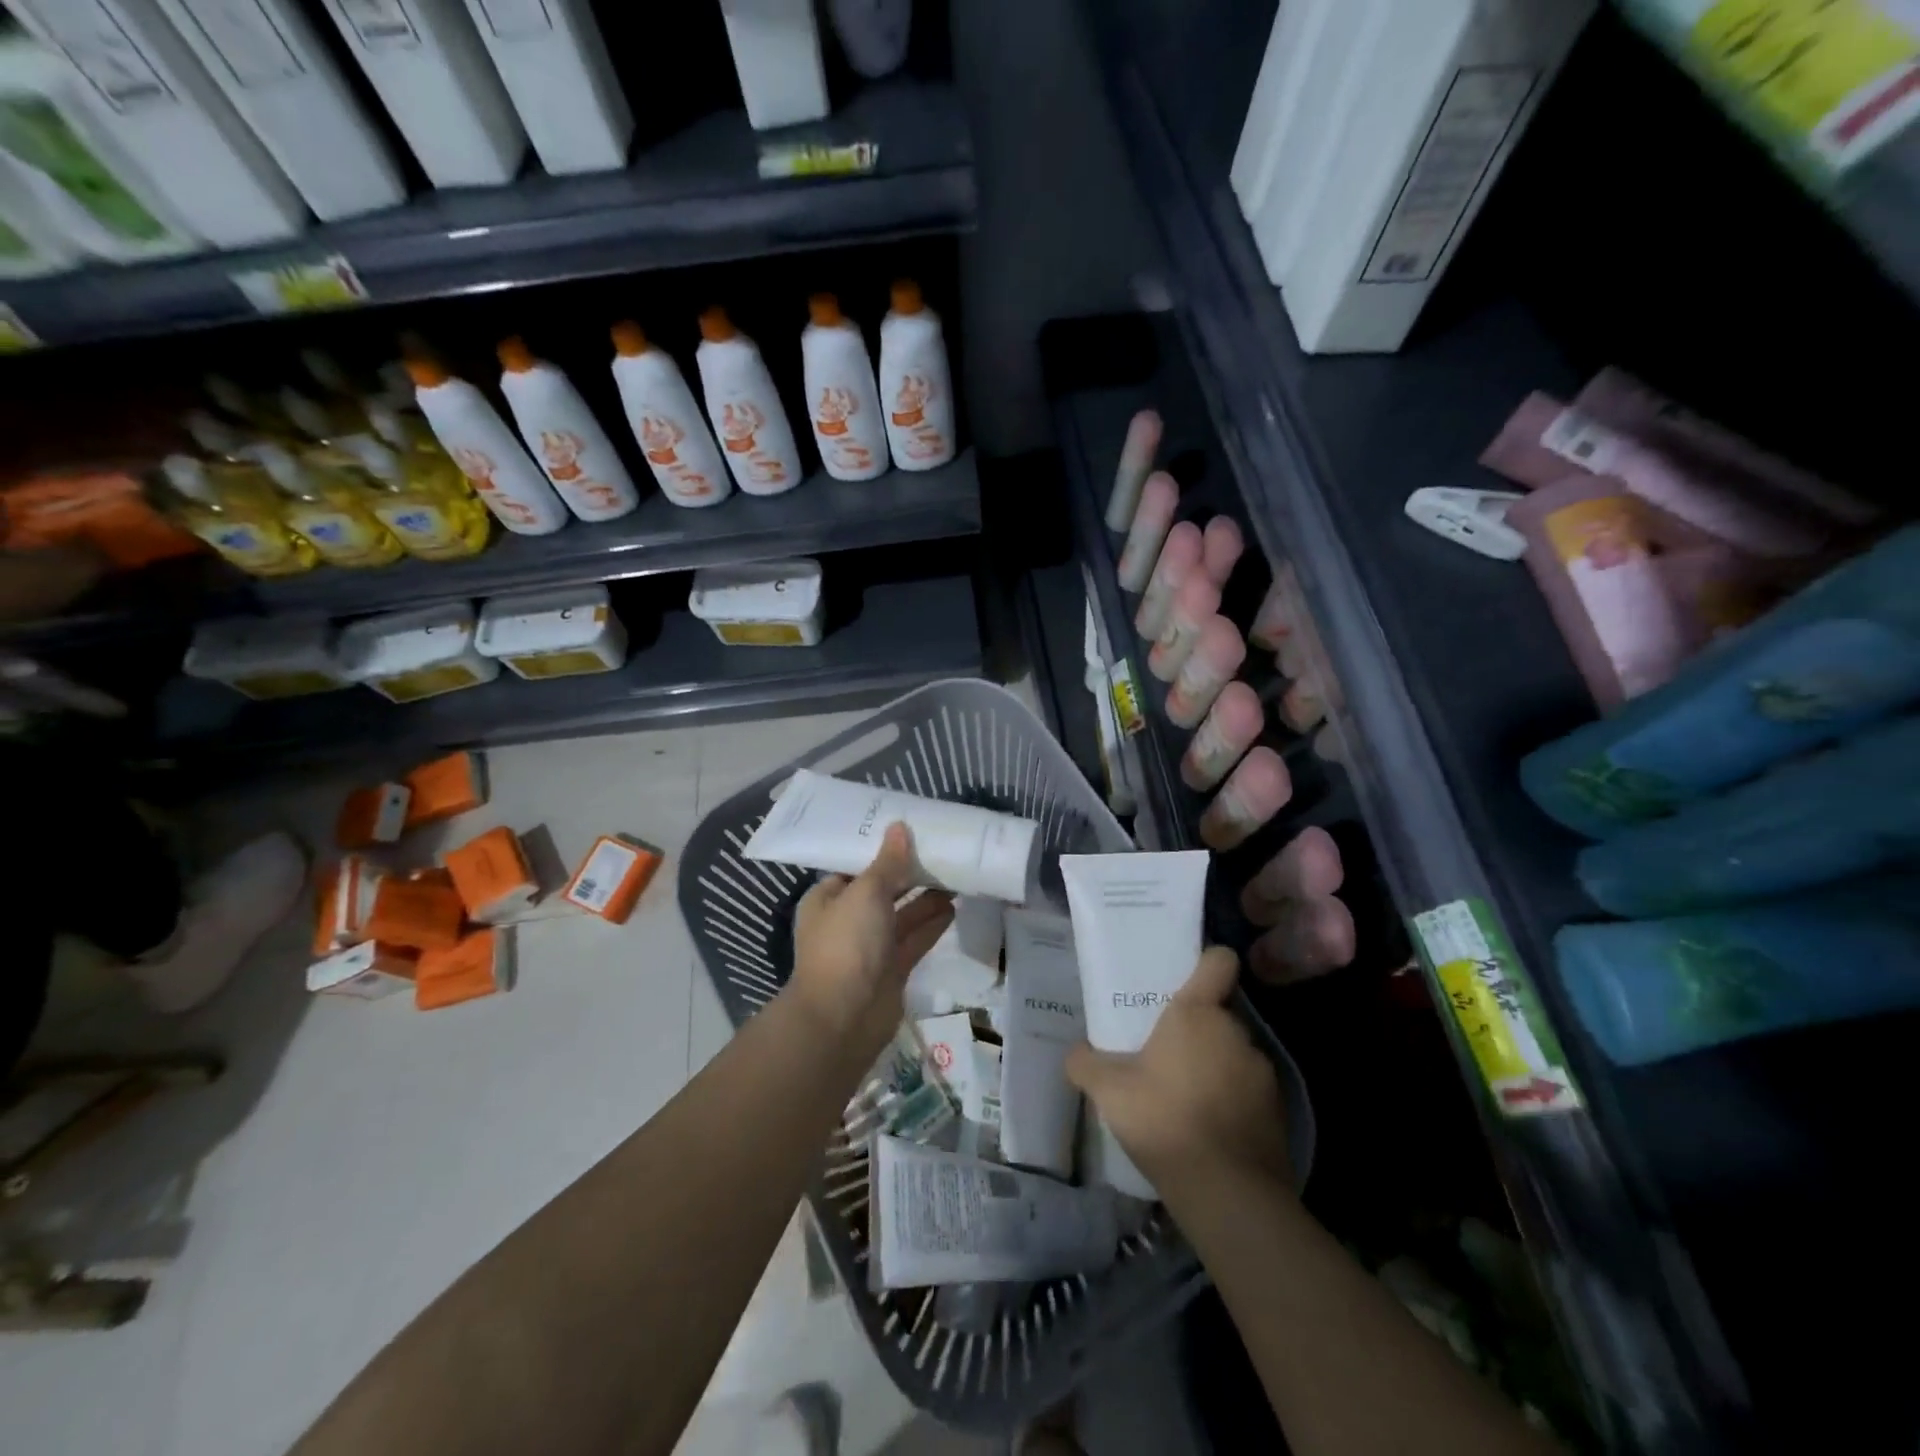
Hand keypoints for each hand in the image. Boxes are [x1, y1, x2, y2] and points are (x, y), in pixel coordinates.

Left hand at [786, 822, 953, 1060]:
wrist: (844, 1017)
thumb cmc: (847, 944)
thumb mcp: (866, 893)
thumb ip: (887, 862)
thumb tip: (899, 827)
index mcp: (828, 899)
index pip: (855, 867)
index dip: (881, 850)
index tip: (910, 832)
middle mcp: (847, 920)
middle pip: (882, 890)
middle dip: (909, 874)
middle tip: (942, 851)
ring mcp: (870, 947)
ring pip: (902, 915)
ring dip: (926, 898)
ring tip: (956, 875)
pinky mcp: (891, 969)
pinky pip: (914, 940)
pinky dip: (931, 924)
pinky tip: (953, 907)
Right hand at [1066, 947, 1289, 1192]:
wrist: (1229, 1194)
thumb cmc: (1165, 1121)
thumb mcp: (1108, 1091)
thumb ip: (1086, 1064)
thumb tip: (1075, 1052)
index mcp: (1198, 1013)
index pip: (1218, 961)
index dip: (1205, 961)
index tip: (1186, 976)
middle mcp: (1235, 1031)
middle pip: (1218, 1013)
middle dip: (1196, 1028)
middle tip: (1163, 1051)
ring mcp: (1262, 1071)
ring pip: (1232, 1053)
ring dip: (1213, 1065)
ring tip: (1183, 1095)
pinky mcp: (1278, 1110)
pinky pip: (1248, 1090)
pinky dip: (1230, 1100)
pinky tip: (1206, 1127)